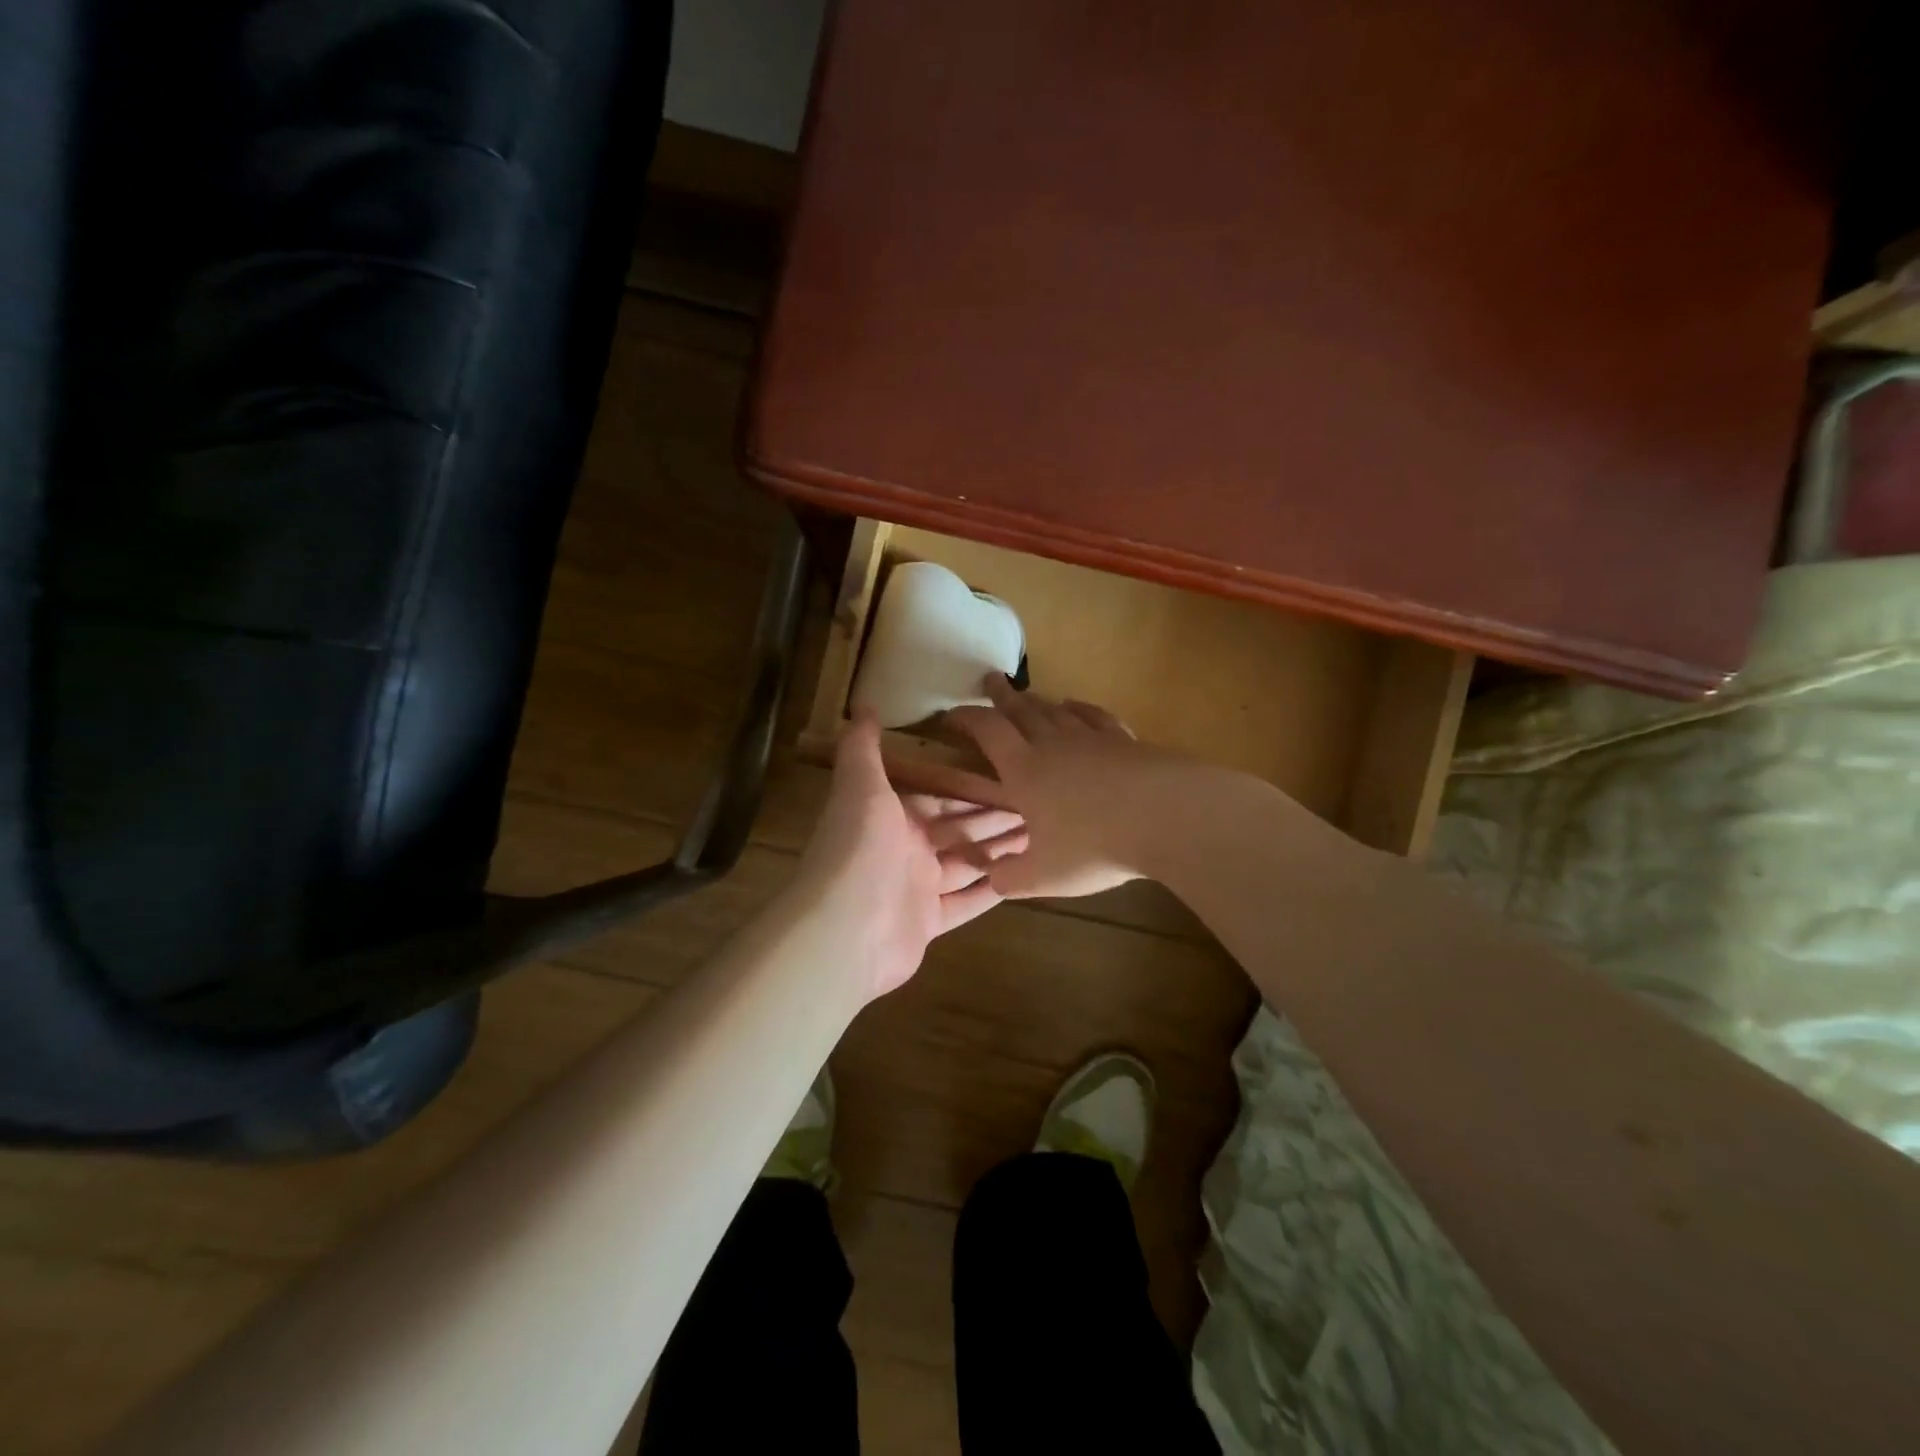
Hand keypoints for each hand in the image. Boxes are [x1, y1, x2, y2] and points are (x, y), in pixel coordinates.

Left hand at [792, 712, 1026, 999]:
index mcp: (892, 816)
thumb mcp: (860, 787)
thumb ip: (862, 747)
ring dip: (999, 851)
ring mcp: (917, 889)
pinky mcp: (928, 923)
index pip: (941, 797)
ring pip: (966, 864)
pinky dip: (990, 890)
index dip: (974, 788)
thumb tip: (863, 704)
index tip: (1011, 775)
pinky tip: (1022, 878)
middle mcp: (905, 849)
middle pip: (959, 830)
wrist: (844, 929)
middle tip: (1039, 807)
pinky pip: (966, 903)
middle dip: (994, 819)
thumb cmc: (859, 849)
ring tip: (1042, 836)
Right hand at [946, 675, 1195, 899]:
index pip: (988, 732)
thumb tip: (990, 878)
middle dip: (1002, 695)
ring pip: (1057, 711)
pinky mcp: (1126, 741)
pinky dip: (1080, 709)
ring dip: (1038, 701)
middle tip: (991, 679)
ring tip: (1027, 694)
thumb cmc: (1094, 847)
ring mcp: (1092, 739)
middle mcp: (1054, 746)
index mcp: (1025, 771)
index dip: (966, 719)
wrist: (1166, 817)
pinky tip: (1076, 707)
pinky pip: (1095, 717)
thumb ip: (1009, 878)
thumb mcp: (1042, 876)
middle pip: (1022, 710)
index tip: (949, 715)